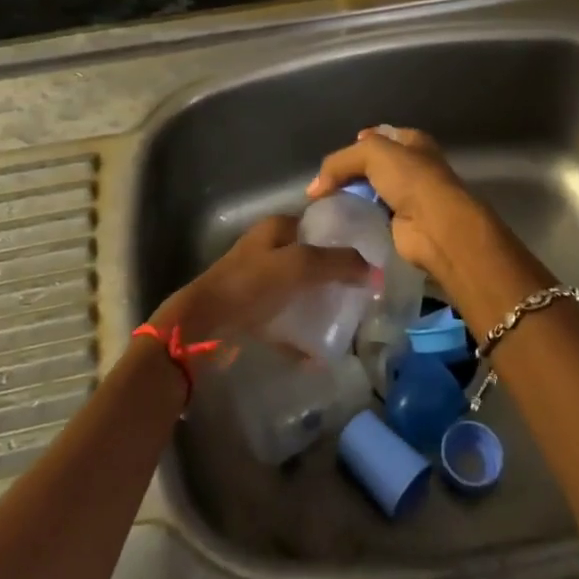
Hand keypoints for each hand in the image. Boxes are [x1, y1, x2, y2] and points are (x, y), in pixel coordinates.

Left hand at [149, 215, 367, 348]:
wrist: (203, 324)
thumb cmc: (251, 284)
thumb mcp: (299, 265)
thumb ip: (337, 263)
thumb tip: (374, 270)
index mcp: (276, 228)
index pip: (317, 225)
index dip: (342, 240)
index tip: (368, 261)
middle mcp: (266, 249)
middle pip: (310, 260)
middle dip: (334, 277)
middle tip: (359, 295)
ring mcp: (257, 281)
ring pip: (297, 290)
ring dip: (318, 304)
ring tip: (344, 322)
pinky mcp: (250, 312)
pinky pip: (283, 320)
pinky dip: (299, 334)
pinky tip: (317, 353)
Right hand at [306, 127, 514, 288]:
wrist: (435, 226)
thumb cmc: (410, 179)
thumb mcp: (371, 153)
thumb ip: (339, 163)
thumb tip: (314, 189)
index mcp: (412, 142)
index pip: (379, 136)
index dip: (357, 143)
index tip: (335, 159)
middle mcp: (412, 166)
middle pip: (371, 165)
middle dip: (349, 173)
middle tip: (324, 184)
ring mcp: (407, 196)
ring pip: (370, 191)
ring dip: (351, 197)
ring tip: (325, 204)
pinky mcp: (399, 223)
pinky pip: (371, 216)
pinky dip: (356, 218)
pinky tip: (339, 221)